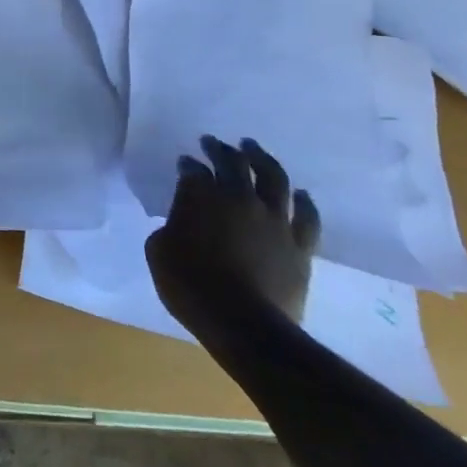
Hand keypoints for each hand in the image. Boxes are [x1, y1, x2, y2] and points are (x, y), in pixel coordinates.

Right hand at [145, 135, 320, 340]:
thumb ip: (170, 227)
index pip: (193, 170)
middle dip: (220, 150)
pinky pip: (307, 217)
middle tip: (213, 142)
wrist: (243, 324)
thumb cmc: (191, 285)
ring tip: (253, 149)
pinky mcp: (299, 245)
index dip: (188, 165)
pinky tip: (300, 194)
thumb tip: (181, 223)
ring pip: (273, 177)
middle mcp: (239, 198)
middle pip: (232, 163)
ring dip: (262, 159)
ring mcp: (274, 220)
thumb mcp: (159, 251)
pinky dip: (304, 202)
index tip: (185, 163)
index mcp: (200, 196)